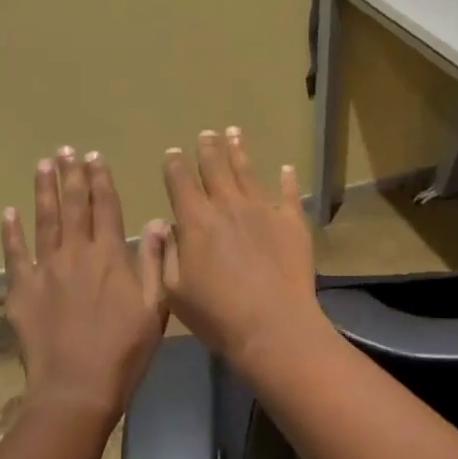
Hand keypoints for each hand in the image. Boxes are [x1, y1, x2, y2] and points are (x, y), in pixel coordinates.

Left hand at [2, 148, 168, 425]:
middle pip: (73, 206)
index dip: (100, 179)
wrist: (76, 389)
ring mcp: (45, 270)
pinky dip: (10, 232)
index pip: (106, 207)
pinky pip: (14, 255)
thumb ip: (153, 261)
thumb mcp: (155, 306)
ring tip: (43, 165)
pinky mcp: (21, 291)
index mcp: (110, 256)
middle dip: (71, 175)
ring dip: (44, 191)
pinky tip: (9, 212)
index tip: (95, 156)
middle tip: (66, 150)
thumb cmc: (124, 350)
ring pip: (44, 221)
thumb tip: (159, 221)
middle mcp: (76, 254)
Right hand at [159, 128, 322, 363]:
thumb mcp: (174, 292)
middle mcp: (229, 206)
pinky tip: (286, 168)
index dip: (175, 166)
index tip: (174, 152)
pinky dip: (287, 179)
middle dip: (209, 149)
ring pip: (248, 173)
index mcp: (196, 221)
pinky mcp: (292, 221)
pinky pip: (289, 193)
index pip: (181, 183)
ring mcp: (263, 210)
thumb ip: (168, 254)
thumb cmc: (217, 315)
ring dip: (239, 151)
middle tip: (207, 133)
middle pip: (215, 169)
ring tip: (234, 132)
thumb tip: (165, 225)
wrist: (273, 325)